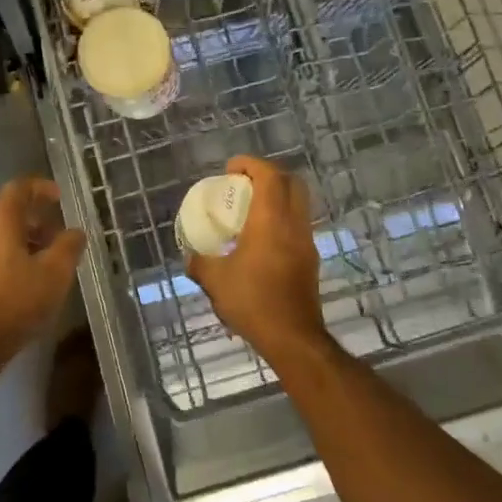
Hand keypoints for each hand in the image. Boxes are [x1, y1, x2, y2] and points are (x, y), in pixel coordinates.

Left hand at [0, 177, 85, 365]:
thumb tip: (75, 232)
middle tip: (63, 236)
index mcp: (1, 223)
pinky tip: (37, 284)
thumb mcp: (55, 272)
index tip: (60, 198)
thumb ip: (68, 246)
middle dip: (40, 220)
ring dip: (31, 242)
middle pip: (11, 213)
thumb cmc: (17, 300)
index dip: (40, 187)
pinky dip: (20, 260)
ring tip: (55, 263)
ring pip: (5, 238)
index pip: (18, 189)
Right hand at [186, 157, 330, 366]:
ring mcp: (306, 242)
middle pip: (292, 183)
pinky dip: (281, 220)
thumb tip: (191, 257)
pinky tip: (261, 240)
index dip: (251, 164)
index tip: (231, 168)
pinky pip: (298, 226)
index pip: (269, 176)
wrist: (292, 337)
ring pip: (298, 205)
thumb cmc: (252, 301)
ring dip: (277, 198)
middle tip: (244, 184)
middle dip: (269, 175)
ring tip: (251, 211)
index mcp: (271, 220)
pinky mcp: (310, 260)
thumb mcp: (214, 280)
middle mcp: (294, 225)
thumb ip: (200, 262)